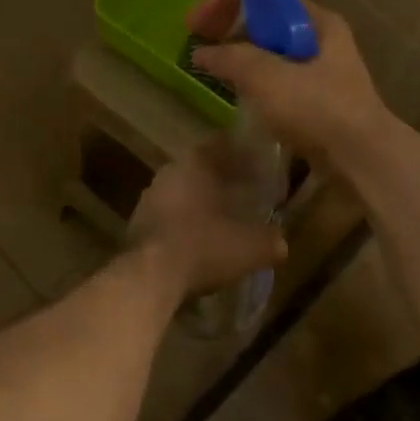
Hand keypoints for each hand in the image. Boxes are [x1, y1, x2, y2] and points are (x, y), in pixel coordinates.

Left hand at [131, 140, 288, 297]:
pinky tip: (199, 242)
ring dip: (201, 203)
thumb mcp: (251, 247)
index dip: (242, 153)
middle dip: (222, 180)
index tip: (259, 165)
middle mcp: (170, 172)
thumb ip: (271, 240)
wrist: (149, 276)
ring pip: (183, 192)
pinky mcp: (138, 224)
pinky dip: (185, 223)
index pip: (222, 144)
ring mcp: (150, 198)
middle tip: (245, 194)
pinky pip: (169, 216)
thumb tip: (281, 242)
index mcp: (196, 163)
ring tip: (223, 220)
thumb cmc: (204, 246)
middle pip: (201, 168)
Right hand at [186, 0, 391, 165]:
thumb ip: (231, 58)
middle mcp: (321, 38)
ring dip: (239, 56)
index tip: (196, 23)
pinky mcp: (317, 100)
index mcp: (316, 20)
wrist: (362, 160)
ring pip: (270, 52)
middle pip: (266, 21)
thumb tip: (201, 52)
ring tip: (211, 68)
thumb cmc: (318, 108)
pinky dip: (253, 80)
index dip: (226, 2)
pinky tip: (236, 92)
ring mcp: (321, 70)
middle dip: (230, 29)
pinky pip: (277, 79)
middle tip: (199, 44)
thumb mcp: (268, 77)